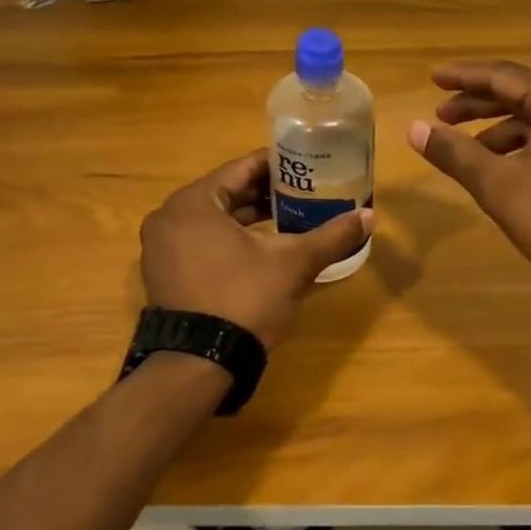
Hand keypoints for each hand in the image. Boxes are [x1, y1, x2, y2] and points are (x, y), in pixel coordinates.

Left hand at [139, 151, 372, 350]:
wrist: (198, 365)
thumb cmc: (243, 299)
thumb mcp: (293, 263)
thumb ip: (331, 236)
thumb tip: (368, 216)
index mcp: (193, 202)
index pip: (241, 168)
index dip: (277, 164)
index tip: (305, 164)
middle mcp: (170, 217)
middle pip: (226, 192)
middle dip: (264, 192)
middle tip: (303, 190)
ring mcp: (161, 247)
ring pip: (213, 218)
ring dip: (248, 216)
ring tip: (288, 216)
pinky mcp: (164, 273)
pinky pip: (200, 240)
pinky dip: (228, 238)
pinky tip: (261, 246)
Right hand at [408, 61, 530, 310]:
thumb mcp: (498, 185)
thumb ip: (454, 152)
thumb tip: (415, 128)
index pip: (502, 75)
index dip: (463, 77)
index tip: (433, 78)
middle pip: (522, 92)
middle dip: (478, 104)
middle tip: (441, 115)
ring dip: (501, 128)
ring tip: (466, 149)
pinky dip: (526, 143)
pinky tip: (504, 167)